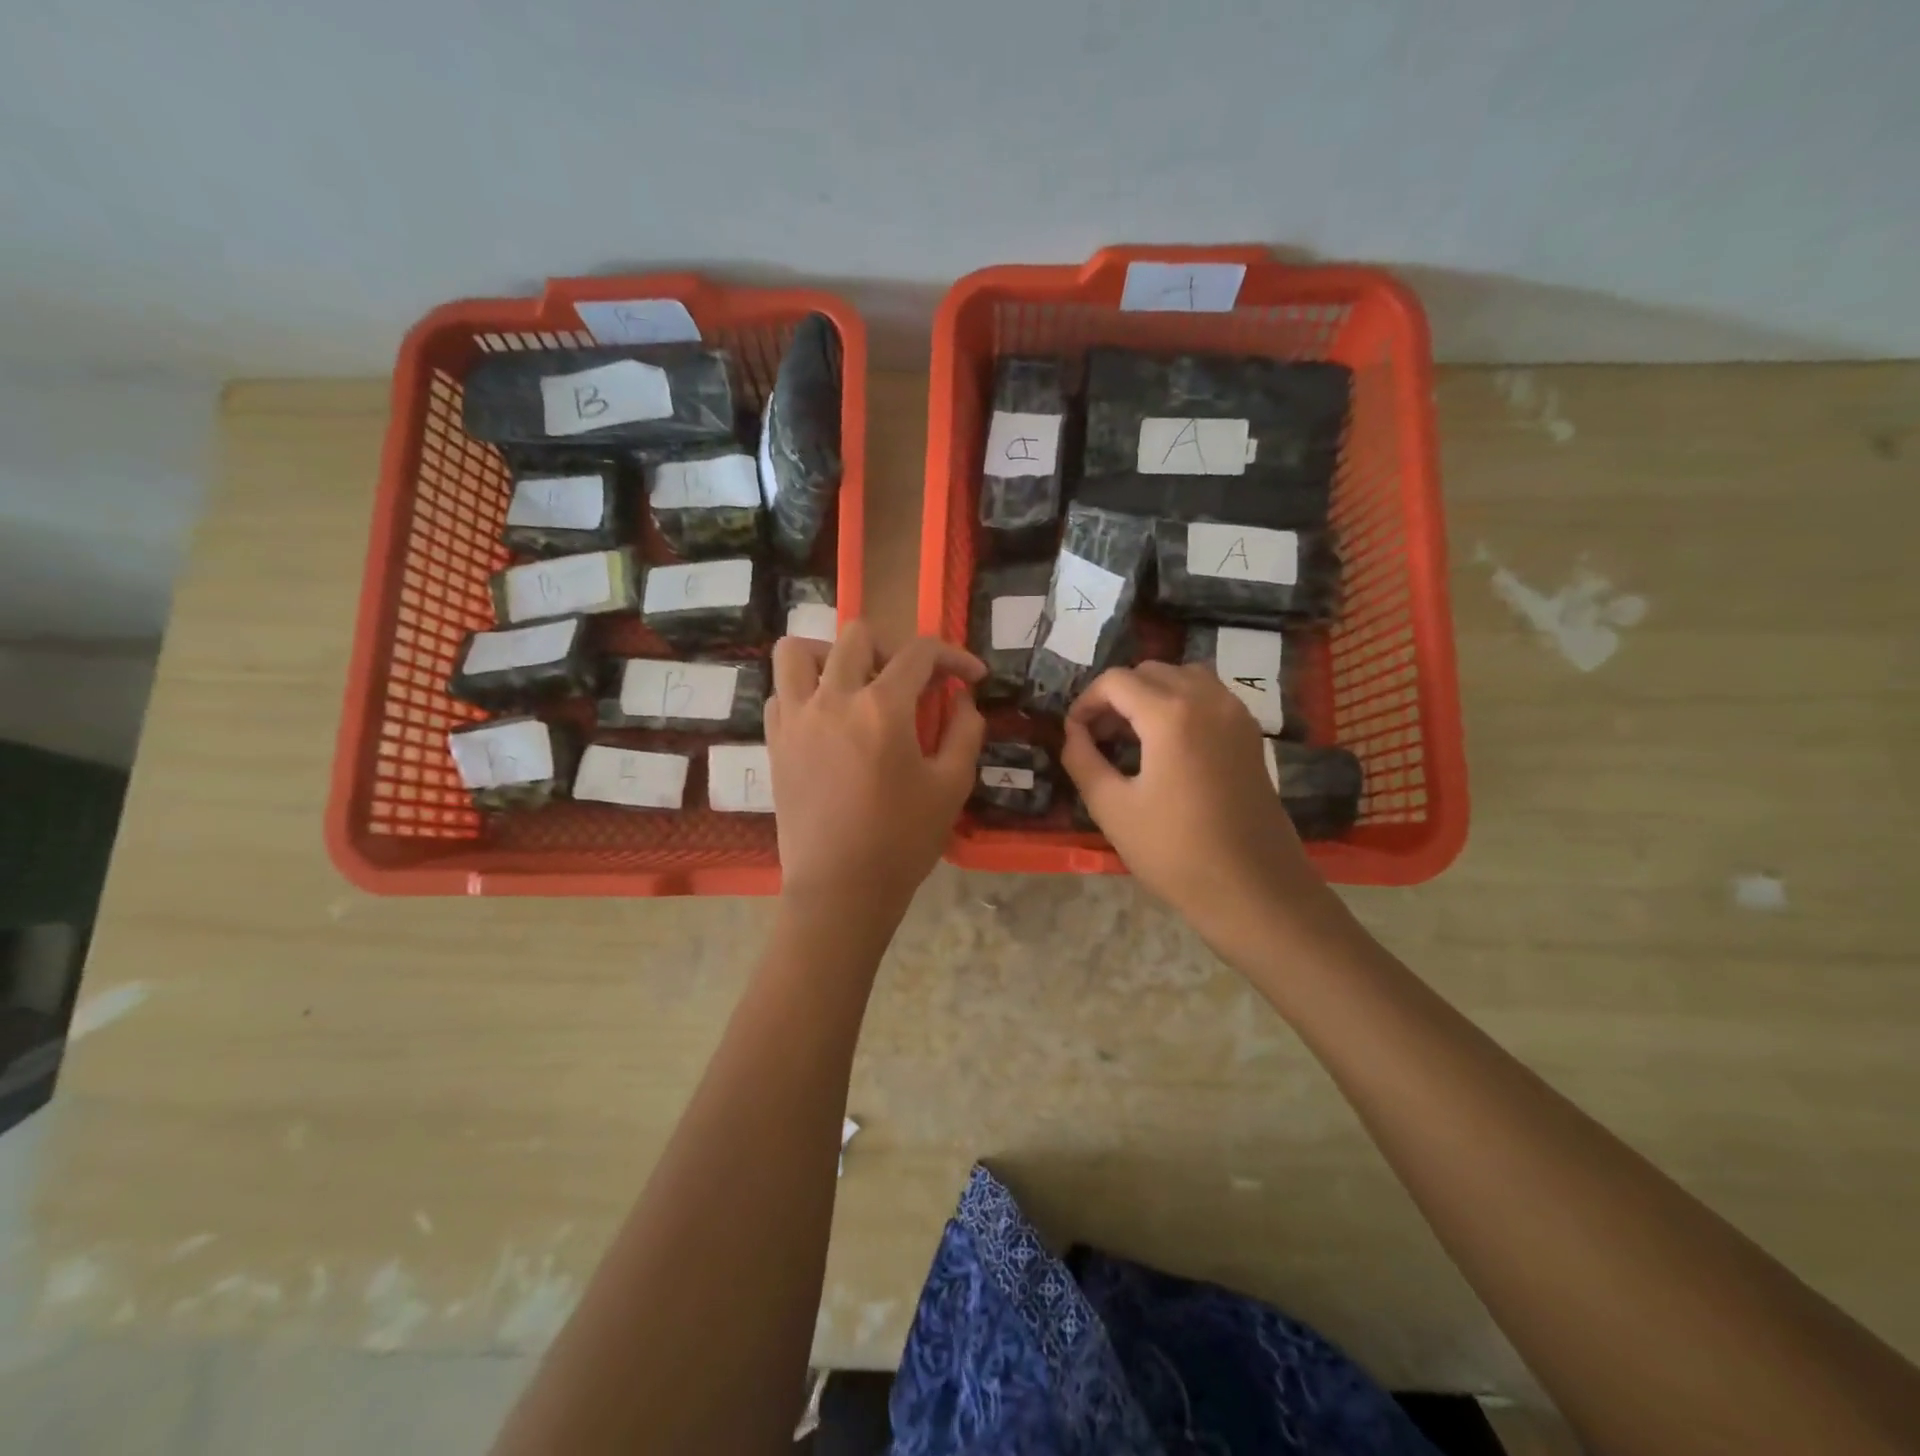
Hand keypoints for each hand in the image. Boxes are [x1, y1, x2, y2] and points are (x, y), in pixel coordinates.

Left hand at [765, 622, 985, 917]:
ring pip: (797, 651)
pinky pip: (779, 693)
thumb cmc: (902, 840)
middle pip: (856, 636)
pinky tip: (825, 719)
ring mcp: (795, 718)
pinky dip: (803, 691)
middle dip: (892, 649)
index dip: (954, 656)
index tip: (971, 677)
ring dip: (830, 655)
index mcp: (882, 707)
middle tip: (908, 684)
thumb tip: (962, 699)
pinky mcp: (774, 742)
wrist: (840, 889)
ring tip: (852, 684)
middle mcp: (832, 698)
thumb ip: (965, 731)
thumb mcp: (952, 786)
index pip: (920, 653)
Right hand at [1061, 662, 1331, 954]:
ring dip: (1151, 694)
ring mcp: (1236, 714)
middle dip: (1117, 695)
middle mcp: (1208, 699)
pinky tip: (1168, 744)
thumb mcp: (1112, 808)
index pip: (1116, 681)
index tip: (1074, 733)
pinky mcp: (1251, 733)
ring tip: (1132, 736)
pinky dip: (1181, 703)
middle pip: (1150, 671)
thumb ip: (1083, 760)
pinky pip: (1209, 696)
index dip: (1086, 701)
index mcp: (1171, 714)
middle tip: (1099, 736)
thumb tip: (1073, 733)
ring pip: (1183, 677)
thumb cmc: (1175, 852)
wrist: (1253, 890)